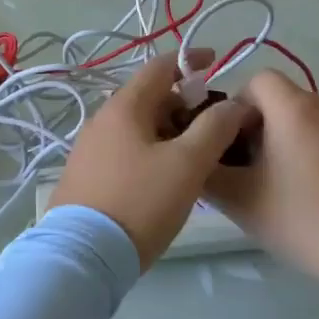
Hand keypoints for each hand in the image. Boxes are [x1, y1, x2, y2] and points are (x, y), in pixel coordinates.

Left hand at [49, 53, 255, 265]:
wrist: (83, 257)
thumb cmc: (140, 202)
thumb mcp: (187, 164)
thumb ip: (215, 127)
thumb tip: (235, 103)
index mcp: (124, 107)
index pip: (160, 67)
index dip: (190, 61)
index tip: (216, 61)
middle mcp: (101, 120)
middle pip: (149, 97)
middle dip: (184, 102)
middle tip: (215, 122)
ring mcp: (89, 149)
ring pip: (138, 126)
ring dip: (169, 128)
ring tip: (196, 153)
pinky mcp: (86, 176)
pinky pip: (126, 149)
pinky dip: (151, 148)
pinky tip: (166, 175)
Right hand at [204, 71, 318, 290]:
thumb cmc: (304, 220)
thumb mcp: (241, 201)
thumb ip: (208, 174)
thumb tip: (199, 159)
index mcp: (294, 107)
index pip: (257, 80)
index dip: (236, 106)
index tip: (230, 144)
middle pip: (281, 101)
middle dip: (258, 128)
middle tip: (247, 171)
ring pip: (305, 120)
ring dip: (285, 142)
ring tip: (278, 187)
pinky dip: (312, 153)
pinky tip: (312, 196)